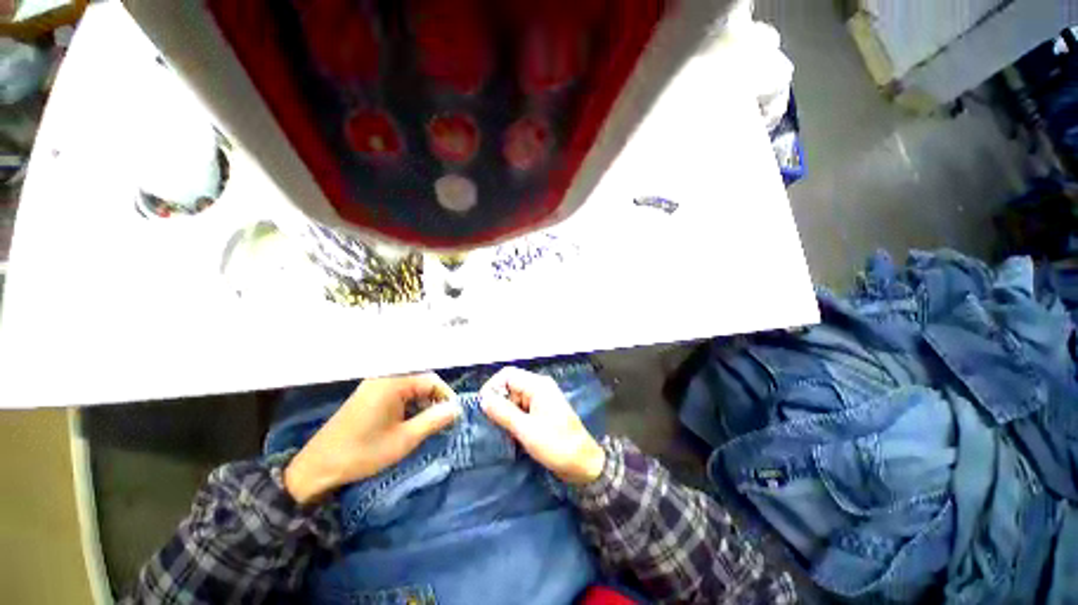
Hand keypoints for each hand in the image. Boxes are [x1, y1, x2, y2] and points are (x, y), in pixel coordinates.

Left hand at [284, 373, 460, 504]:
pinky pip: (398, 391)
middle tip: (443, 421)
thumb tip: (457, 409)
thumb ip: (434, 420)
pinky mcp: (369, 393)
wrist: (317, 467)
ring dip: (423, 402)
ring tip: (428, 423)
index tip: (454, 417)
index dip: (446, 398)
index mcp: (394, 382)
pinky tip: (409, 421)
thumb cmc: (363, 452)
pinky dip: (409, 403)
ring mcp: (375, 384)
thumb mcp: (404, 440)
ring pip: (411, 386)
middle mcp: (385, 377)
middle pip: (422, 380)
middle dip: (435, 399)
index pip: (432, 381)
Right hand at [480, 367, 604, 484]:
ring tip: (500, 431)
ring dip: (505, 413)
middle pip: (510, 386)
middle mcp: (539, 387)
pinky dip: (513, 419)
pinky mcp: (542, 412)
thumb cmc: (556, 445)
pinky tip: (510, 434)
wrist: (583, 464)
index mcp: (538, 385)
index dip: (492, 387)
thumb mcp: (526, 430)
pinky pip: (521, 409)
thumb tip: (483, 399)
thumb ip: (503, 412)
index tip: (482, 407)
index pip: (508, 375)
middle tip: (491, 424)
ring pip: (514, 399)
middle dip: (499, 402)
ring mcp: (541, 400)